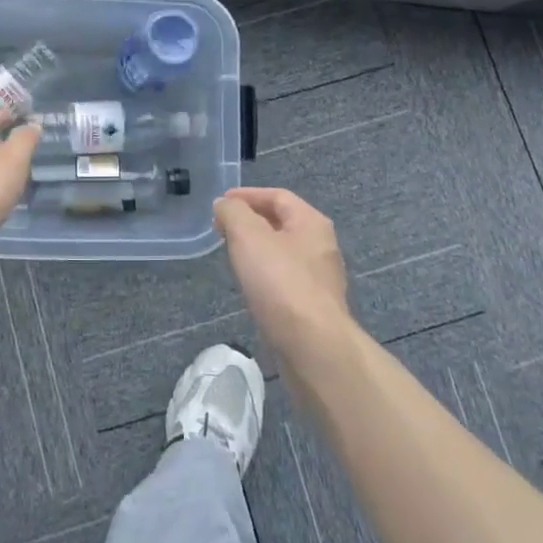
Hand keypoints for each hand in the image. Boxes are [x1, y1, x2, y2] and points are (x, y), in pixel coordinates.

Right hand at [214, 187, 351, 359]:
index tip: (220, 203)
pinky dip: (265, 274)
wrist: (313, 346)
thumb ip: (233, 213)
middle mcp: (321, 246)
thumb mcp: (248, 236)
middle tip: (223, 228)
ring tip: (232, 255)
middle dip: (251, 221)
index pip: (278, 196)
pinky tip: (251, 286)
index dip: (247, 195)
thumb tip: (224, 205)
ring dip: (258, 249)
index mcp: (311, 222)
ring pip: (283, 253)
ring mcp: (320, 279)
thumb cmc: (281, 282)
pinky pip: (285, 280)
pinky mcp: (314, 308)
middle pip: (282, 223)